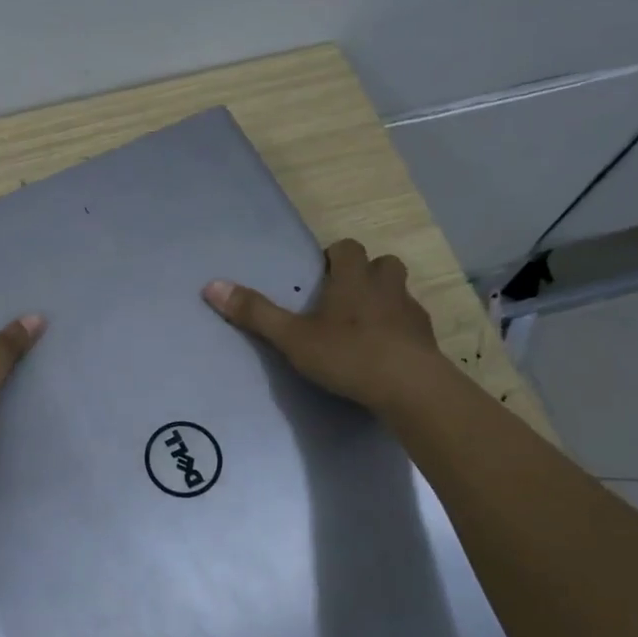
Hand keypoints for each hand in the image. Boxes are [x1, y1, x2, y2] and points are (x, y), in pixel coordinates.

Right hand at [203, 238, 439, 410]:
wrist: (410, 388)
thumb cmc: (348, 355)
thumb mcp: (293, 338)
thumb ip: (256, 313)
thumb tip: (211, 285)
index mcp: (353, 279)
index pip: (348, 248)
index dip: (335, 256)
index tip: (321, 274)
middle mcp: (386, 287)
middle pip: (382, 264)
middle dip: (366, 273)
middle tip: (343, 297)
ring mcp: (411, 313)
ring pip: (399, 293)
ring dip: (384, 300)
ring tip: (363, 326)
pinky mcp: (426, 340)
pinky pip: (412, 325)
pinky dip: (399, 331)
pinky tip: (384, 353)